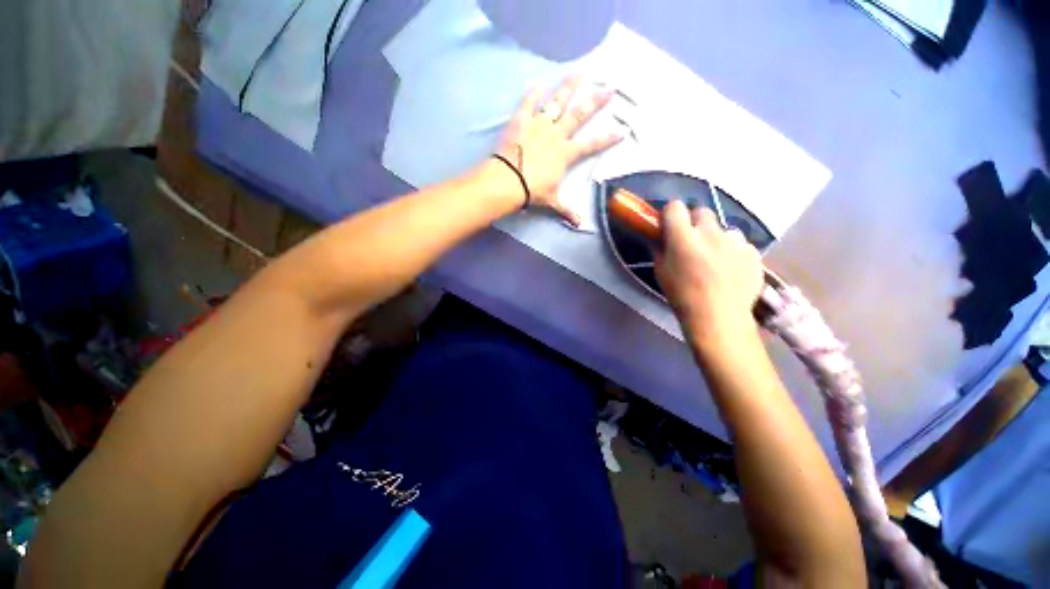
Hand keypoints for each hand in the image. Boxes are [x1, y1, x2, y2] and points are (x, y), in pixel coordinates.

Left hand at [495, 76, 622, 225]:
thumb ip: (566, 210)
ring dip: (568, 87)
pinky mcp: (522, 121)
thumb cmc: (532, 191)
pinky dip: (532, 94)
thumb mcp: (552, 201)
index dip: (607, 138)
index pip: (591, 145)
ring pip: (557, 102)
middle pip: (579, 115)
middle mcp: (556, 135)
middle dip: (595, 101)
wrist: (509, 181)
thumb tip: (579, 225)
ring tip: (579, 72)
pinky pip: (528, 104)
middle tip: (609, 87)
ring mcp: (539, 125)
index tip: (622, 129)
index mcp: (566, 154)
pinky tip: (537, 84)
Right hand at [656, 201, 763, 342]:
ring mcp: (735, 241)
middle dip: (694, 222)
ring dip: (716, 238)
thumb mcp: (661, 272)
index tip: (669, 223)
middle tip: (692, 241)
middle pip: (701, 212)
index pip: (675, 207)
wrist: (718, 317)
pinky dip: (733, 251)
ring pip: (723, 229)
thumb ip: (660, 249)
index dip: (671, 213)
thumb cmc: (682, 295)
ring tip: (714, 259)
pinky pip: (739, 243)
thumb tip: (661, 237)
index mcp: (683, 238)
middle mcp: (710, 233)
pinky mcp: (752, 251)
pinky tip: (730, 269)